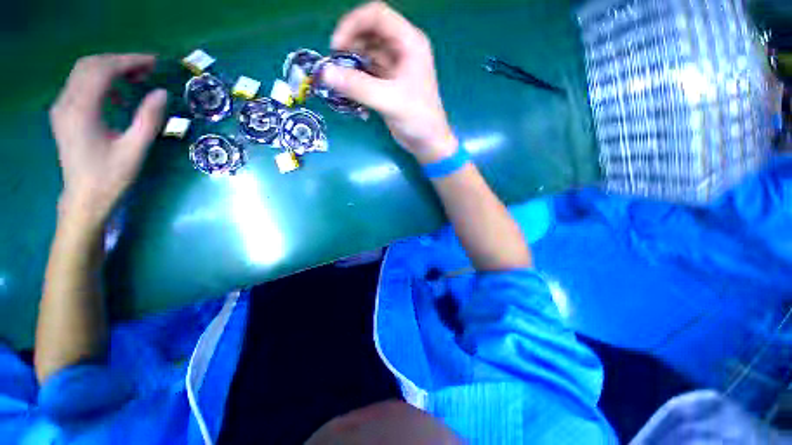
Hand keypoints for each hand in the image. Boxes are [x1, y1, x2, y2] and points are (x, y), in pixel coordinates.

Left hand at [50, 54, 167, 223]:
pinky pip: (81, 86)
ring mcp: (62, 108)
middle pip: (90, 65)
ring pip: (84, 73)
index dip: (128, 61)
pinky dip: (102, 82)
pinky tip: (119, 96)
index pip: (102, 70)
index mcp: (81, 110)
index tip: (154, 62)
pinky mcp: (64, 115)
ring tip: (137, 79)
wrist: (84, 199)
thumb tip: (162, 93)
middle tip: (147, 69)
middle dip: (120, 61)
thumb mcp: (134, 149)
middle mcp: (66, 103)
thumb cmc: (110, 177)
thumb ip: (148, 119)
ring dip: (110, 70)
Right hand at [322, 2, 456, 163]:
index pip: (377, 15)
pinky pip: (368, 71)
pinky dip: (357, 77)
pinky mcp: (389, 83)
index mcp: (409, 42)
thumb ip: (358, 87)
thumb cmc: (417, 119)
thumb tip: (326, 73)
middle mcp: (402, 49)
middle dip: (349, 44)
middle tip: (335, 65)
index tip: (336, 47)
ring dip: (351, 62)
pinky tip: (349, 89)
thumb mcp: (389, 101)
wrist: (427, 141)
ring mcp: (395, 66)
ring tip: (340, 78)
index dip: (353, 24)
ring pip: (367, 52)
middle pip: (369, 32)